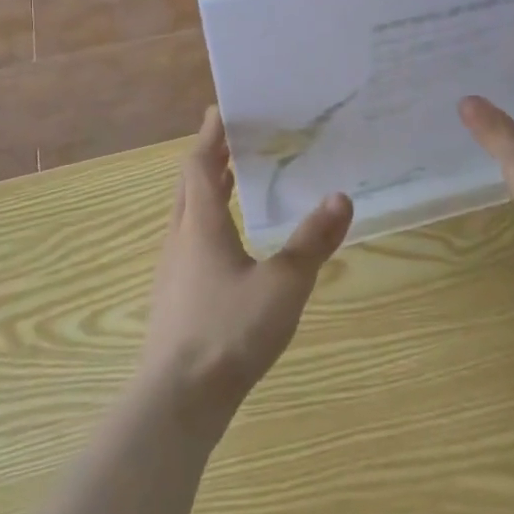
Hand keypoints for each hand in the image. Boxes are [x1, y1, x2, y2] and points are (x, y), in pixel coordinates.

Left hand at [140, 107, 352, 433]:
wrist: (177, 402)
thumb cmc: (228, 332)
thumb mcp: (283, 285)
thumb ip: (312, 242)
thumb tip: (341, 197)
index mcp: (201, 226)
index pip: (198, 166)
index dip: (209, 136)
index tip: (219, 110)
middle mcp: (180, 241)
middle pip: (188, 187)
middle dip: (208, 159)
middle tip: (231, 140)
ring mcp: (173, 273)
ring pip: (186, 217)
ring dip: (205, 192)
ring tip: (231, 183)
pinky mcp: (174, 301)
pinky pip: (189, 244)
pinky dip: (206, 225)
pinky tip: (227, 247)